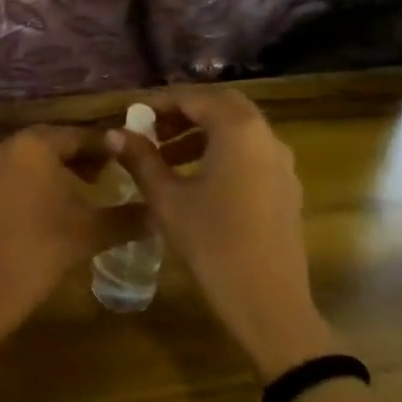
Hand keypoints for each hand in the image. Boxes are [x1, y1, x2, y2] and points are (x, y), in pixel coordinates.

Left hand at [0, 125, 131, 354]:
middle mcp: (3, 149)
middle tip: (100, 177)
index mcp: (34, 147)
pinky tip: (33, 216)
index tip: (124, 161)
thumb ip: (126, 218)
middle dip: (75, 158)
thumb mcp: (90, 233)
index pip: (78, 136)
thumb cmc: (40, 252)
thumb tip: (157, 214)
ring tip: (70, 197)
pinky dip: (21, 189)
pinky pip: (0, 182)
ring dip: (48, 172)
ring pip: (22, 162)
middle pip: (48, 144)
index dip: (104, 149)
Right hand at [110, 86, 339, 379]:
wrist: (268, 302)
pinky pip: (251, 152)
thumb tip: (115, 133)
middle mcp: (266, 137)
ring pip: (239, 129)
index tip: (131, 114)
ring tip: (165, 156)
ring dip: (202, 132)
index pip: (195, 98)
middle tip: (151, 129)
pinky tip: (196, 180)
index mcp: (238, 131)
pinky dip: (221, 151)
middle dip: (184, 112)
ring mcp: (282, 163)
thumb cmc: (212, 243)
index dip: (159, 102)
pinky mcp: (286, 188)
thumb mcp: (167, 199)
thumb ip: (141, 159)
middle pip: (222, 106)